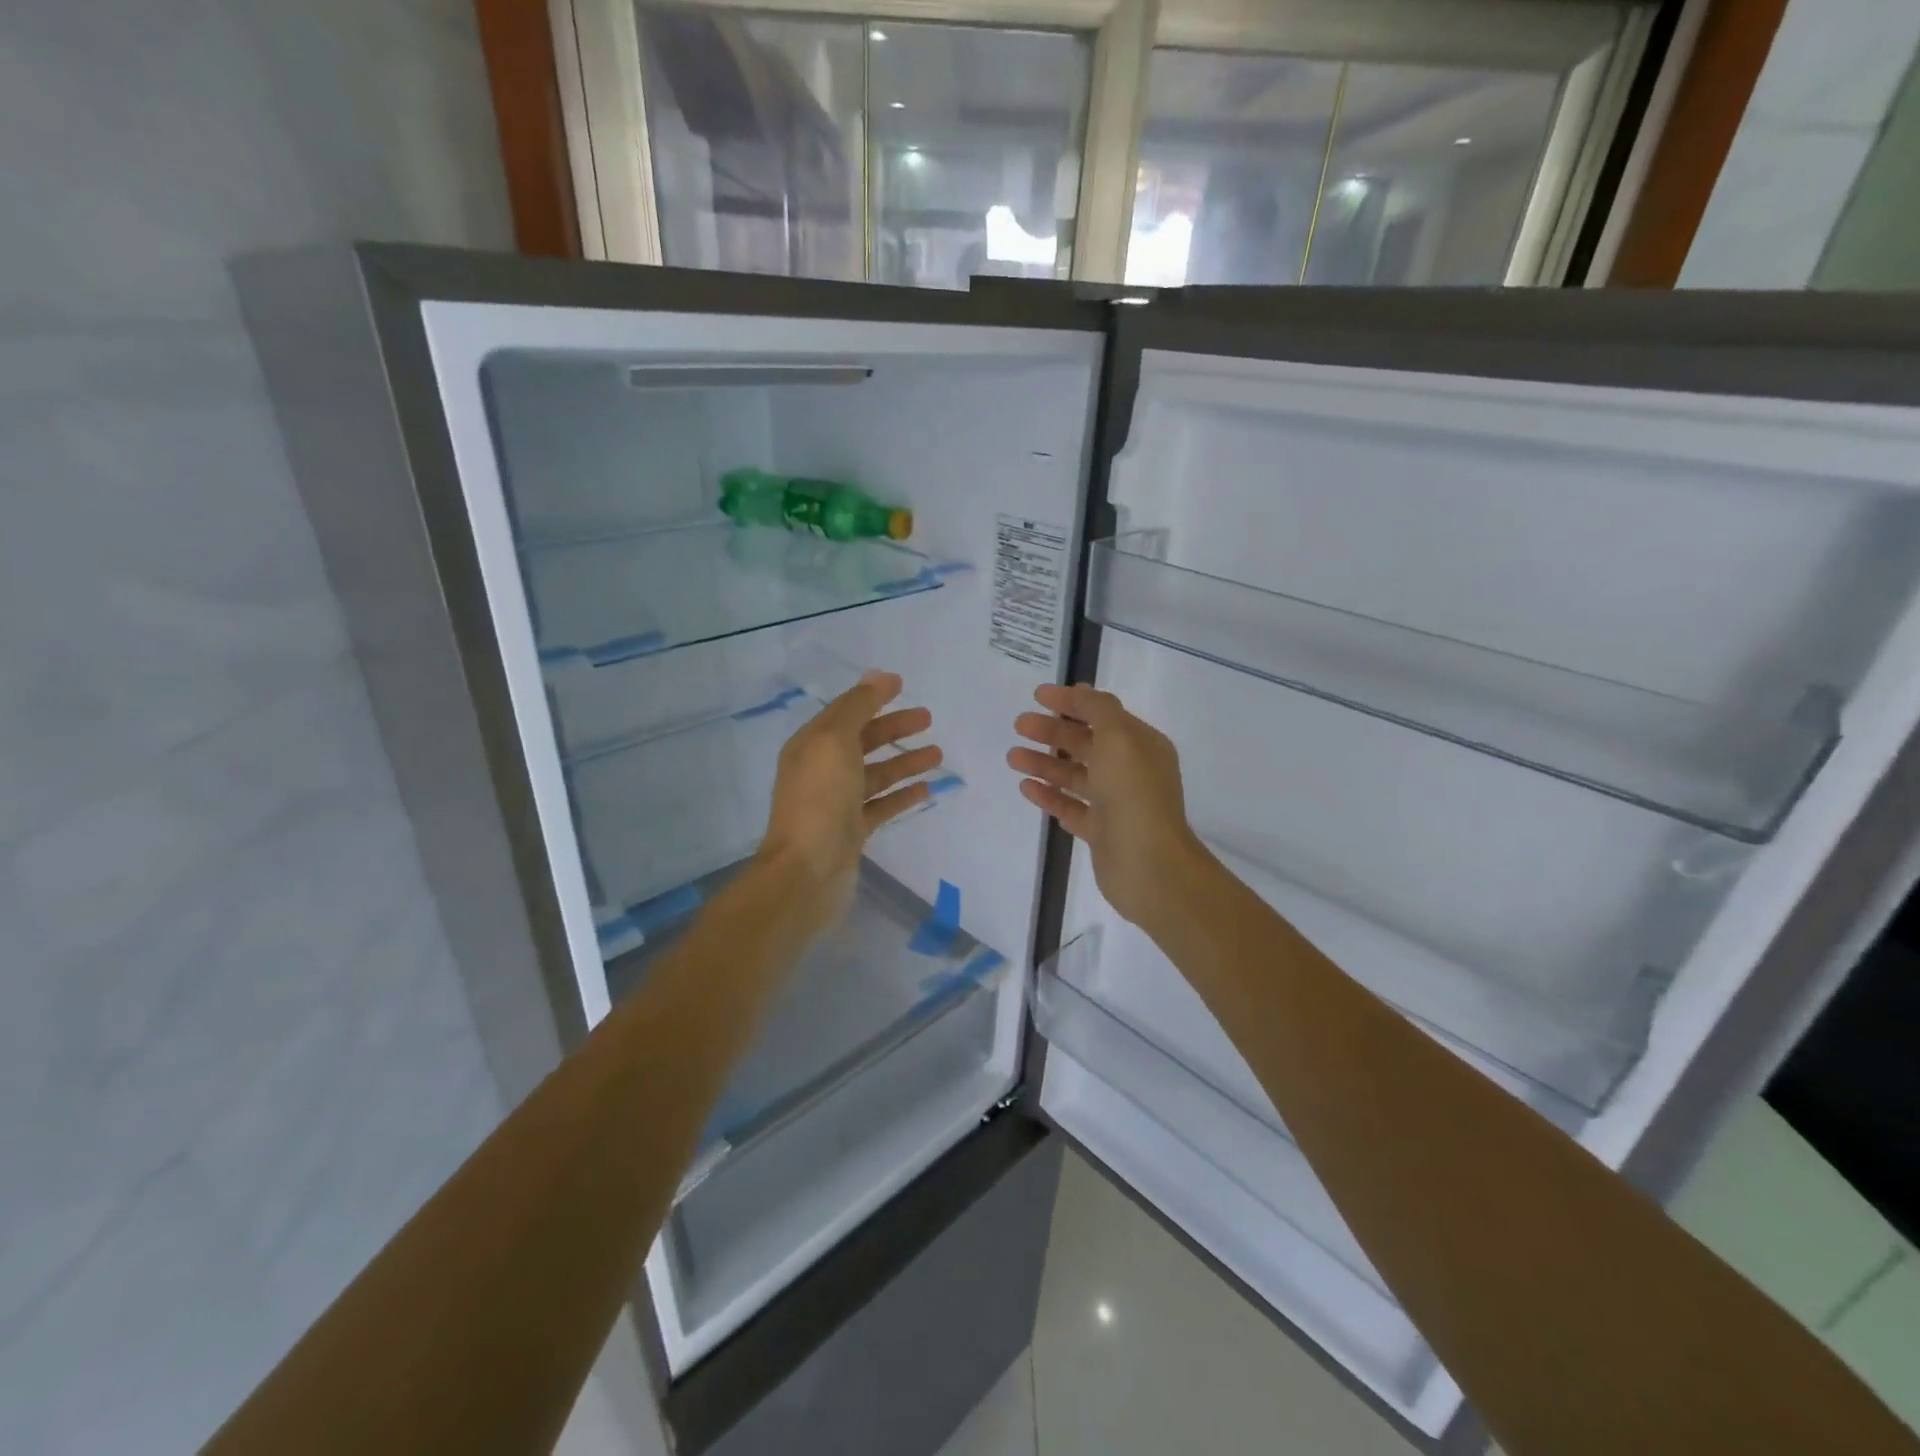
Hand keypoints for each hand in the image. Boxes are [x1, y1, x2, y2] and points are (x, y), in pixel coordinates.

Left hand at [758, 671, 941, 934]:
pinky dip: (902, 795)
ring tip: (938, 753)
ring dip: (905, 761)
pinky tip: (926, 788)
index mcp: (812, 746)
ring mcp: (837, 803)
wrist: (807, 872)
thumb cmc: (820, 800)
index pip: (845, 712)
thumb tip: (879, 676)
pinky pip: (881, 805)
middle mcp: (822, 771)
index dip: (872, 697)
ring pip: (876, 774)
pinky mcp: (852, 831)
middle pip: (863, 741)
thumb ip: (858, 708)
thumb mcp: (835, 742)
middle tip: (928, 718)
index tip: (903, 685)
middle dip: (894, 728)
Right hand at [1009, 683, 1205, 933]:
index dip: (1071, 703)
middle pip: (1086, 744)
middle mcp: (1131, 771)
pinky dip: (1049, 795)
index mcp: (1141, 745)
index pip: (1103, 714)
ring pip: (1075, 776)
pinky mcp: (1101, 832)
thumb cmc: (1134, 795)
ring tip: (1012, 757)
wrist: (1148, 866)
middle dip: (1052, 732)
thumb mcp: (1119, 739)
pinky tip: (1025, 787)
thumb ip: (1098, 710)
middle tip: (1019, 725)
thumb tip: (1080, 693)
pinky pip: (1071, 807)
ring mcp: (1116, 804)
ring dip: (1044, 763)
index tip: (1037, 696)